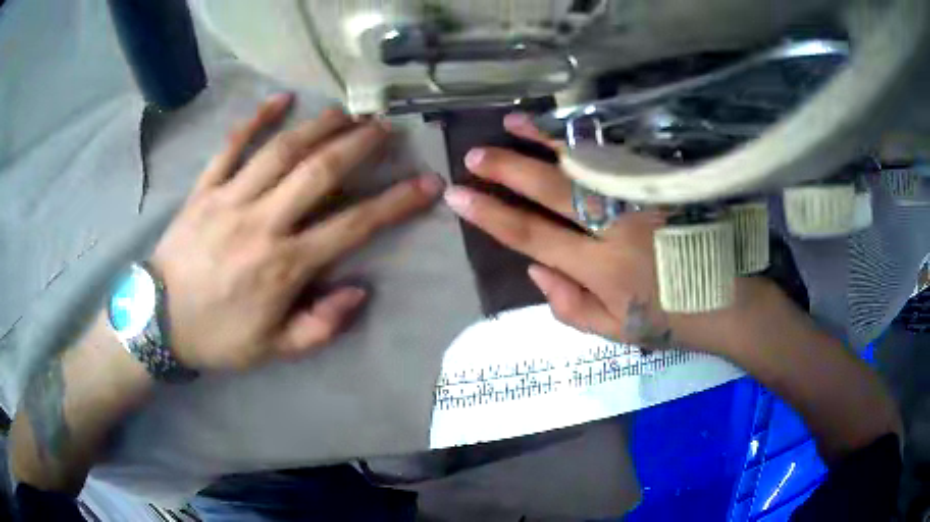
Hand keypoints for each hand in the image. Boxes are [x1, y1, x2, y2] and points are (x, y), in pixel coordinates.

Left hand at [150, 93, 443, 371]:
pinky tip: (281, 99)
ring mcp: (229, 199)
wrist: (158, 322)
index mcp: (282, 266)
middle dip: (359, 144)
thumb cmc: (217, 337)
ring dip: (319, 125)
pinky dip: (255, 119)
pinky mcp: (204, 189)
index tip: (426, 183)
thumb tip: (359, 290)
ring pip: (280, 150)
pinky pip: (230, 146)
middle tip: (385, 126)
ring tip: (347, 111)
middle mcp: (261, 223)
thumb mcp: (273, 349)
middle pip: (318, 172)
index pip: (352, 226)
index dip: (395, 203)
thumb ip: (320, 326)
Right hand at [442, 113, 779, 355]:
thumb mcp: (616, 331)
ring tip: (510, 123)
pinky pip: (618, 158)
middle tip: (474, 156)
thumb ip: (569, 305)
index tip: (458, 197)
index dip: (491, 216)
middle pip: (553, 191)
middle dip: (508, 171)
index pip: (533, 237)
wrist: (729, 300)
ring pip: (586, 163)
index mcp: (602, 269)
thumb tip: (533, 268)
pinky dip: (586, 141)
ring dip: (544, 141)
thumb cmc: (670, 320)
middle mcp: (617, 228)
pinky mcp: (662, 185)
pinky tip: (566, 131)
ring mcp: (643, 200)